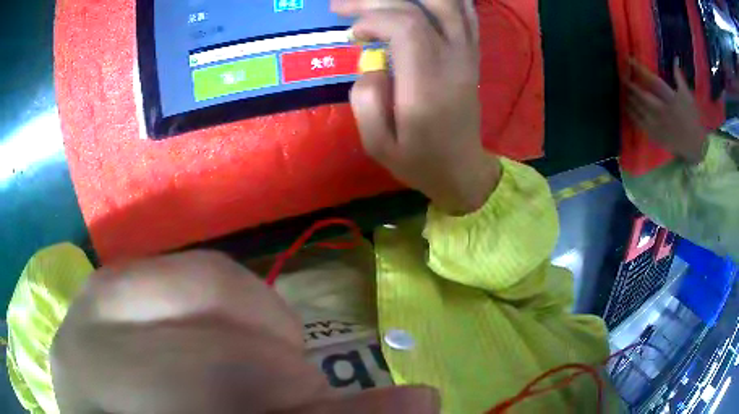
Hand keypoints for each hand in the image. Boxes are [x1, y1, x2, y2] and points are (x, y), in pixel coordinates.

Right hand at [333, 0, 500, 214]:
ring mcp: (467, 55)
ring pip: (449, 3)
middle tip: (343, 6)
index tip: (353, 35)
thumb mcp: (378, 146)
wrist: (462, 169)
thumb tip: (370, 60)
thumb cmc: (419, 160)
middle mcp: (452, 62)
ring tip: (377, 1)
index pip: (406, 27)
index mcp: (427, 86)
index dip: (373, 18)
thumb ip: (365, 101)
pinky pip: (465, 13)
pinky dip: (444, 0)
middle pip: (420, 8)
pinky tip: (418, 0)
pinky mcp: (471, 54)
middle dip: (377, 0)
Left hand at [626, 59, 707, 163]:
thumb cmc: (693, 119)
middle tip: (622, 76)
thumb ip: (679, 77)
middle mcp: (662, 111)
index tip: (629, 60)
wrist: (696, 146)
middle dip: (630, 84)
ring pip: (638, 110)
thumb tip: (675, 59)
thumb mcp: (688, 96)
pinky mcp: (656, 136)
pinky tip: (627, 108)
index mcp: (670, 99)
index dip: (639, 69)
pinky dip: (632, 115)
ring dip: (629, 99)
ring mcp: (658, 125)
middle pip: (641, 95)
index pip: (652, 80)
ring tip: (622, 90)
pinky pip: (640, 125)